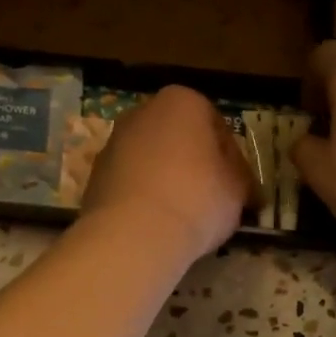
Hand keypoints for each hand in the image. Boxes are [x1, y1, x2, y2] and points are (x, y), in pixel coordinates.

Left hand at [82, 85, 252, 261]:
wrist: (134, 235)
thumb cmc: (197, 199)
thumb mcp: (238, 189)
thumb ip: (240, 179)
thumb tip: (241, 187)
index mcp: (183, 101)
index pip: (219, 129)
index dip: (234, 162)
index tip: (241, 191)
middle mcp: (143, 112)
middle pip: (181, 140)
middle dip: (197, 166)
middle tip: (214, 201)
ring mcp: (113, 142)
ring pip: (153, 161)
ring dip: (169, 182)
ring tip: (184, 217)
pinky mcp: (95, 175)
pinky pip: (132, 183)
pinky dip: (145, 198)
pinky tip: (157, 225)